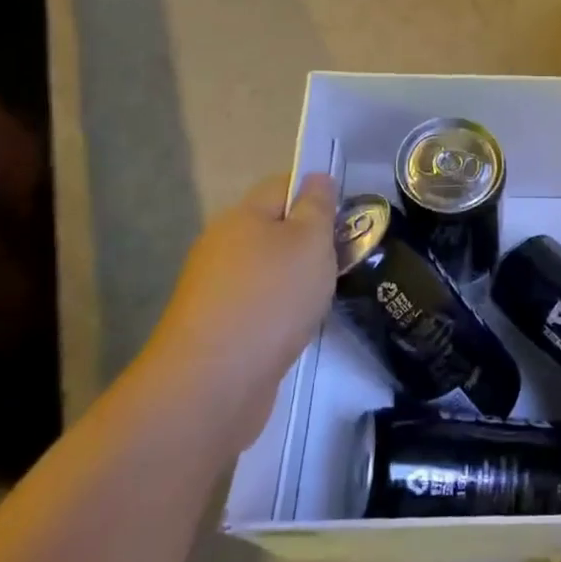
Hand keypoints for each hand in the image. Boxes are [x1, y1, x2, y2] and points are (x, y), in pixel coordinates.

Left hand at [145, 173, 339, 440]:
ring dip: (295, 278)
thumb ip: (317, 207)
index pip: (282, 186)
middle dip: (309, 240)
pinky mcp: (215, 328)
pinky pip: (257, 304)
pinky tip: (298, 327)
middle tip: (344, 257)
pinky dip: (279, 310)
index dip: (316, 193)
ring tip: (326, 295)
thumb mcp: (310, 241)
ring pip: (266, 269)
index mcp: (242, 216)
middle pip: (273, 228)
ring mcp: (214, 289)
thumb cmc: (271, 298)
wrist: (213, 384)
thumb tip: (316, 177)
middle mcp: (222, 245)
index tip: (347, 216)